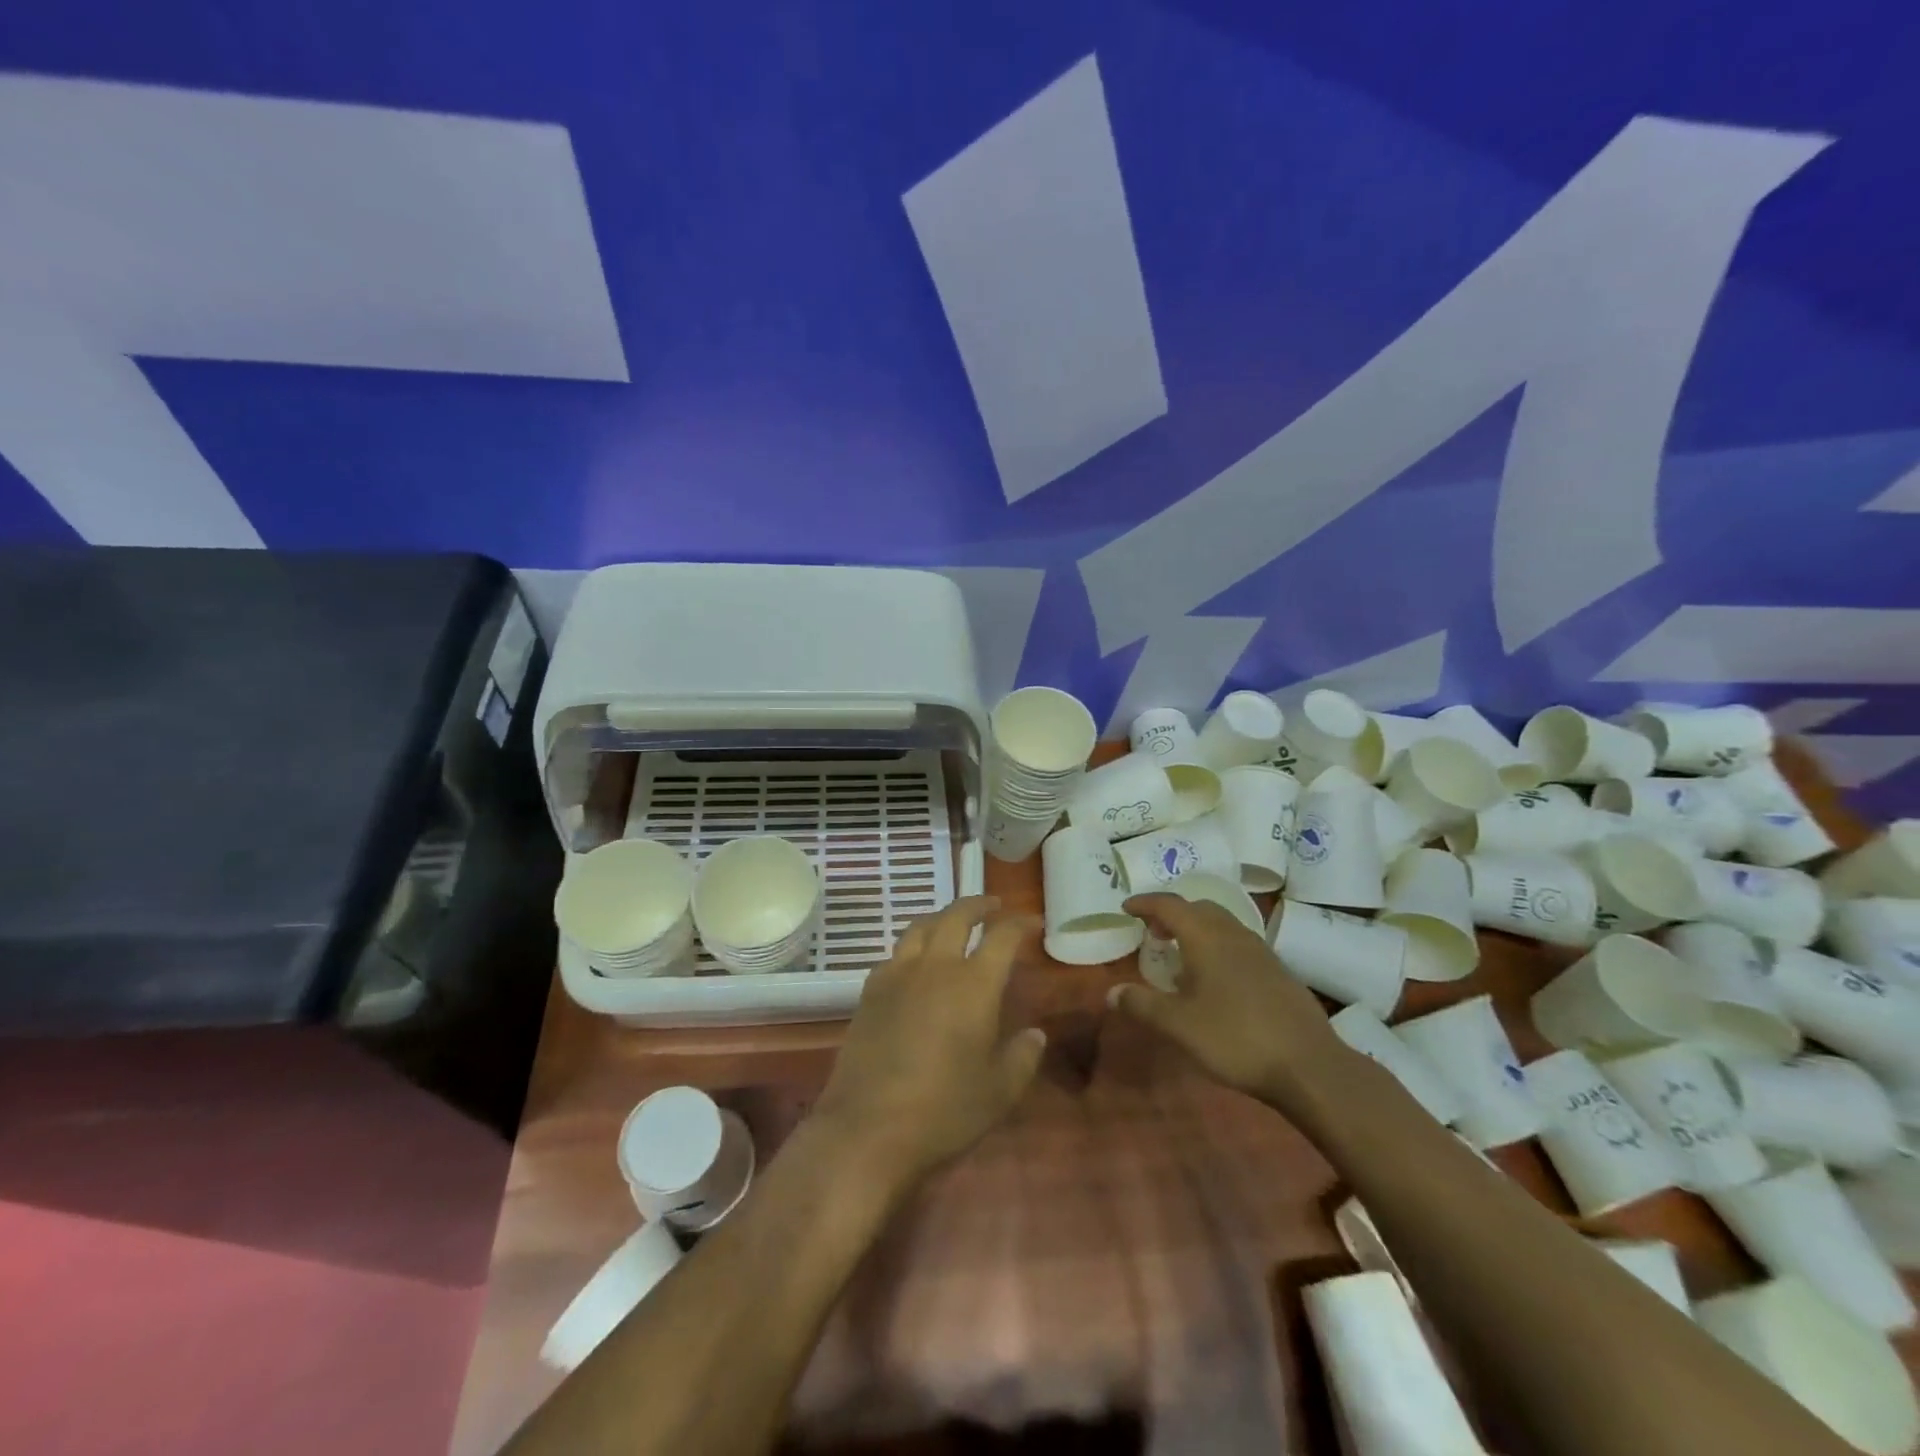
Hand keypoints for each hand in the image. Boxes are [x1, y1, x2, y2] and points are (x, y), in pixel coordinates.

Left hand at [810, 897, 1046, 1197]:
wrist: (867, 1128)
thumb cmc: (944, 1111)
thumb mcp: (999, 1092)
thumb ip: (1022, 1057)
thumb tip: (1035, 1034)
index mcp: (974, 984)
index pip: (1002, 937)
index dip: (1020, 924)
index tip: (1032, 923)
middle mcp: (935, 967)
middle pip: (956, 916)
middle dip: (978, 905)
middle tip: (993, 906)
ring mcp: (897, 976)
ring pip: (920, 927)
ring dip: (942, 917)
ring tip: (952, 923)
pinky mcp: (869, 992)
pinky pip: (895, 954)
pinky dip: (912, 947)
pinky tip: (915, 964)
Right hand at [1111, 893, 1345, 1106]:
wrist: (1309, 1066)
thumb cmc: (1235, 1038)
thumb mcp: (1179, 1025)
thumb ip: (1142, 1005)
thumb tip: (1112, 993)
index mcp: (1206, 937)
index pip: (1170, 905)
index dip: (1145, 903)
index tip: (1127, 908)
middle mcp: (1234, 934)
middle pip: (1199, 908)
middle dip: (1173, 914)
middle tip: (1153, 932)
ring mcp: (1261, 951)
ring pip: (1222, 925)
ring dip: (1197, 930)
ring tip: (1181, 955)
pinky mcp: (1278, 972)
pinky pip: (1239, 944)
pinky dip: (1218, 947)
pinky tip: (1216, 980)